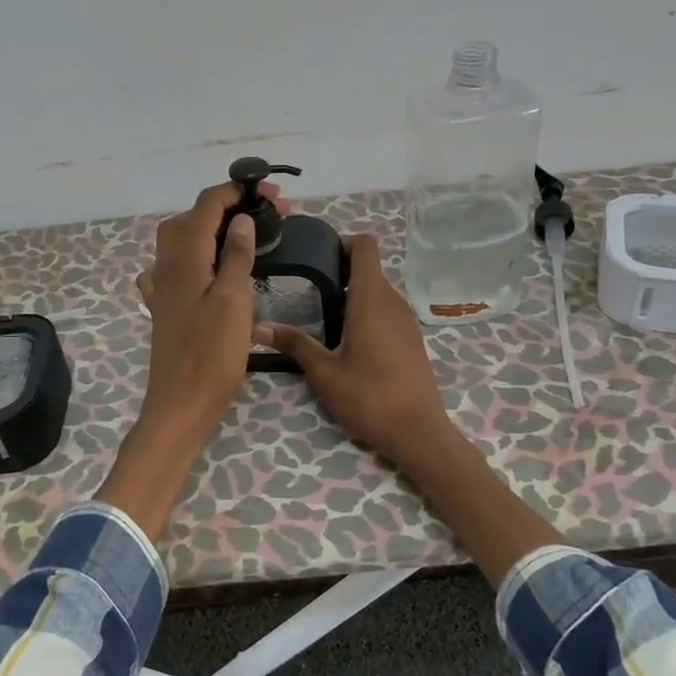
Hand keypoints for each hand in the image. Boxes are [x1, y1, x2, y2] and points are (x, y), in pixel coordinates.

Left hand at [98, 180, 279, 535]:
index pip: (207, 205)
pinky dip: (194, 256)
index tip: (274, 195)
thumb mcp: (232, 300)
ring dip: (212, 228)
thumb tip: (241, 219)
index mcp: (185, 257)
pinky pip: (175, 268)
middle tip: (269, 215)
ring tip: (244, 233)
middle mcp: (167, 265)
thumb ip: (235, 255)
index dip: (238, 191)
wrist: (181, 404)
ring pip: (182, 240)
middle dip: (229, 207)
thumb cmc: (211, 354)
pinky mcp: (166, 307)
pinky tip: (204, 267)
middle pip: (193, 218)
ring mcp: (163, 287)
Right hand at [255, 233, 460, 470]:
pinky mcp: (411, 337)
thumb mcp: (324, 372)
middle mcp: (393, 301)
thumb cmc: (369, 397)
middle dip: (339, 270)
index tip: (316, 257)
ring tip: (321, 314)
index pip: (365, 246)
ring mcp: (406, 320)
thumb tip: (257, 328)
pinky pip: (386, 309)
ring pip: (377, 290)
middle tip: (306, 288)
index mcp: (371, 299)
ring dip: (352, 293)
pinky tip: (346, 339)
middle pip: (368, 268)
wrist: (418, 432)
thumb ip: (294, 344)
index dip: (341, 243)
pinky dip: (366, 311)